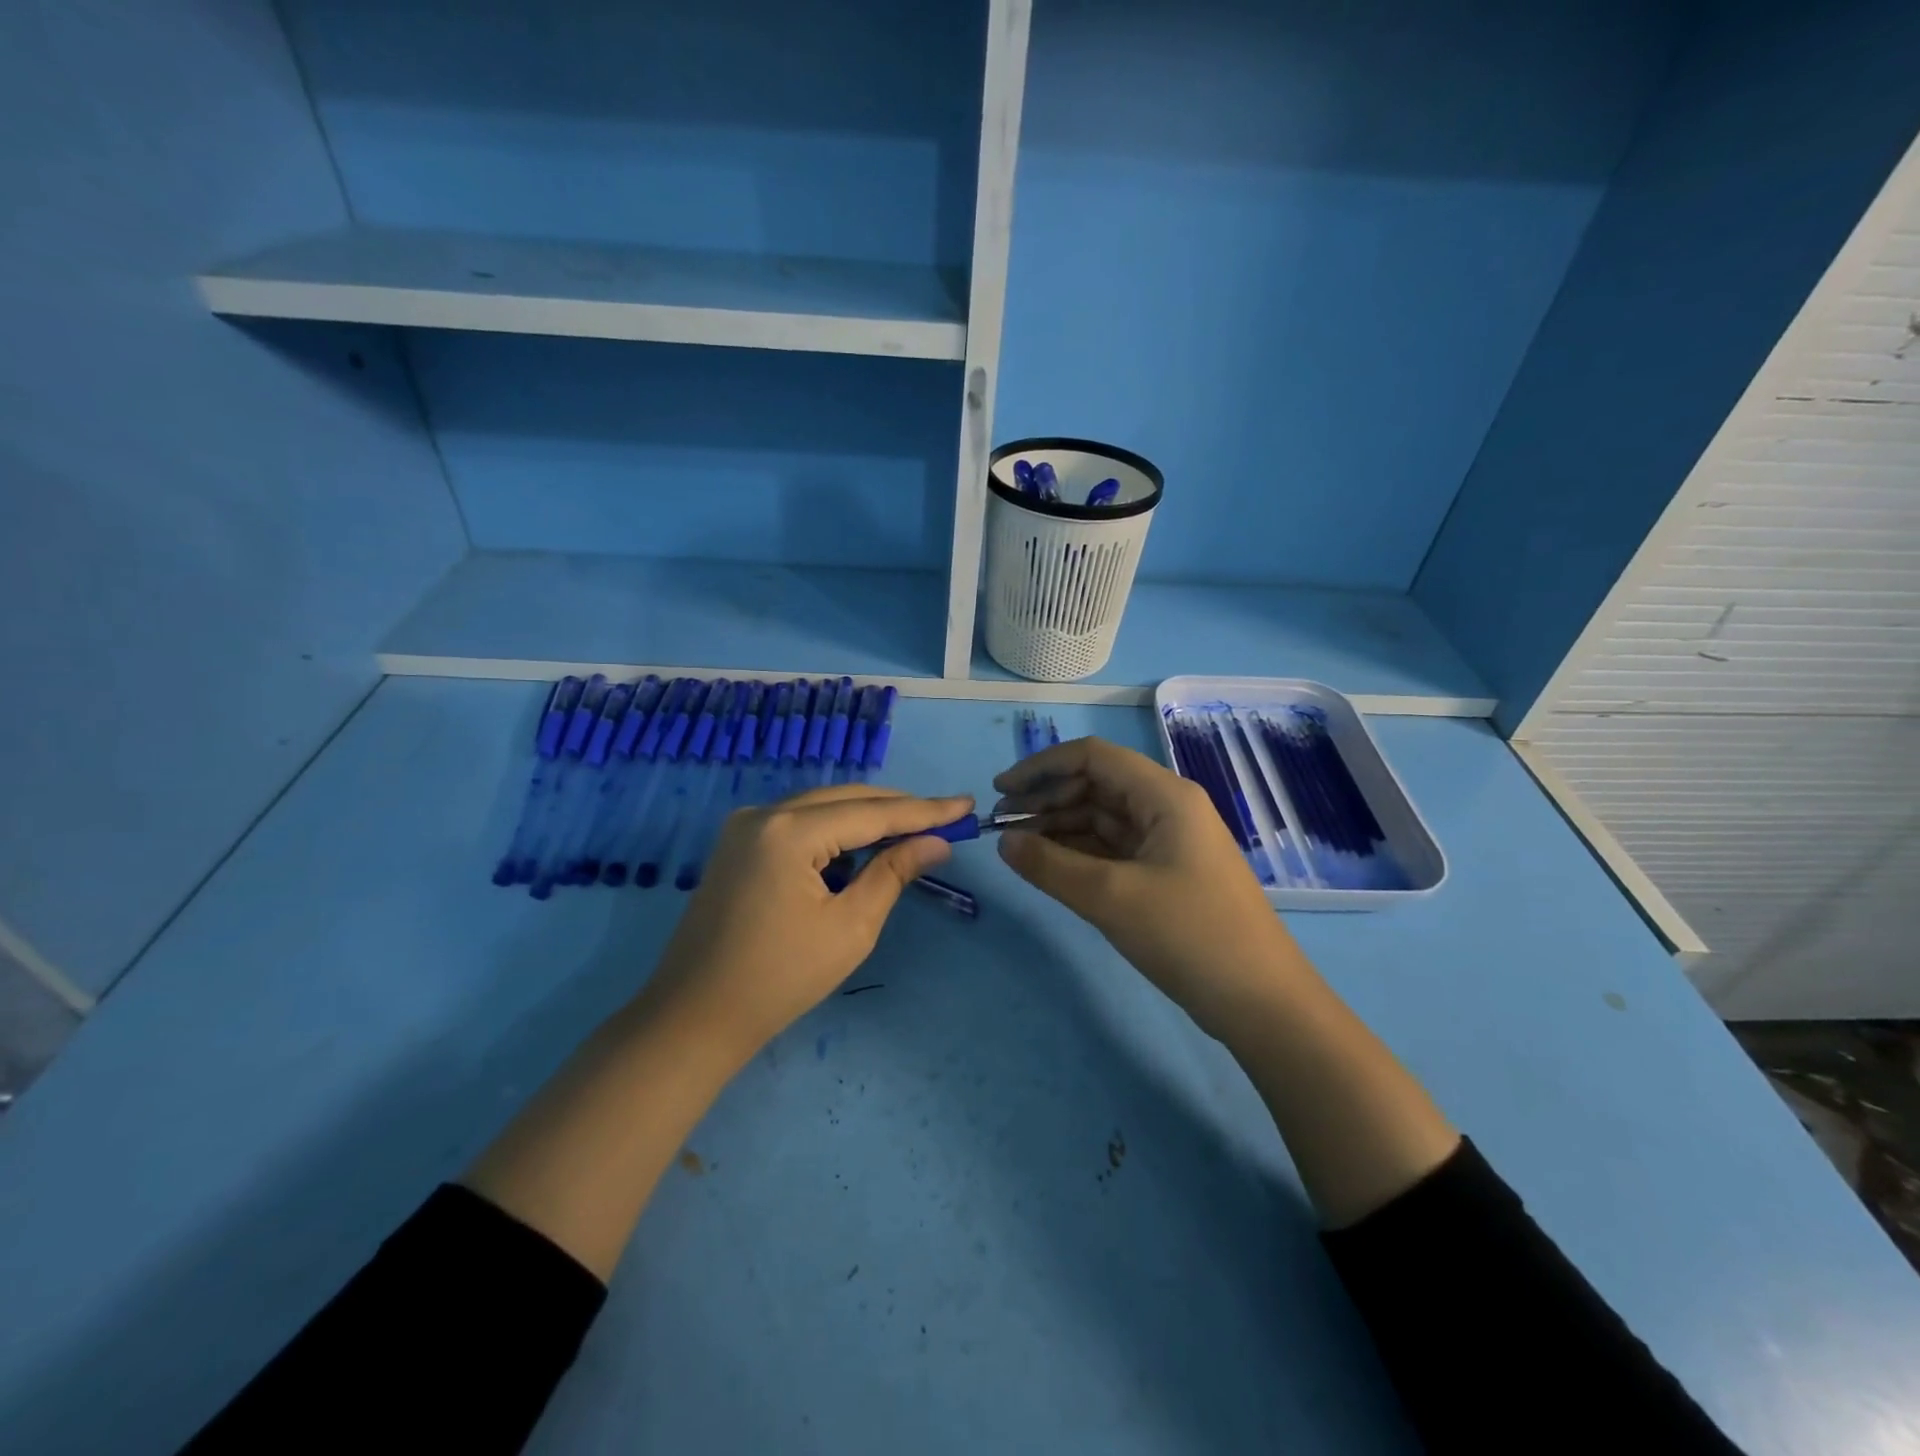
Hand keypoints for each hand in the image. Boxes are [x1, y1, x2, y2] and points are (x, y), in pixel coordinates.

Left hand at [644, 785, 971, 1060]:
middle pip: (846, 798)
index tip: (966, 805)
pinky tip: (862, 846)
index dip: (924, 810)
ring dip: (867, 817)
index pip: (872, 812)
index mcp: (789, 831)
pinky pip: (799, 822)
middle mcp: (764, 813)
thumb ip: (893, 873)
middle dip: (897, 808)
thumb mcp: (850, 927)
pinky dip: (835, 830)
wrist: (694, 1017)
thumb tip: (936, 843)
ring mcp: (744, 826)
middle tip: (945, 819)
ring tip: (913, 831)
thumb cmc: (779, 979)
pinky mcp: (737, 844)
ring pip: (822, 806)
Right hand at [993, 736, 1301, 1035]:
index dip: (1042, 767)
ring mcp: (1168, 843)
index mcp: (1164, 796)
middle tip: (1002, 828)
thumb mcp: (1111, 898)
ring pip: (1102, 820)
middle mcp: (1167, 809)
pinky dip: (1079, 854)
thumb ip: (1050, 866)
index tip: (1000, 791)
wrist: (1262, 1003)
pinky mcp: (1166, 875)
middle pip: (1096, 786)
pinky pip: (1113, 850)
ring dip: (1059, 828)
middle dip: (1047, 801)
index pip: (1093, 758)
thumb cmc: (1190, 936)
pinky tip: (1050, 867)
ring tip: (1017, 848)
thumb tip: (1003, 842)